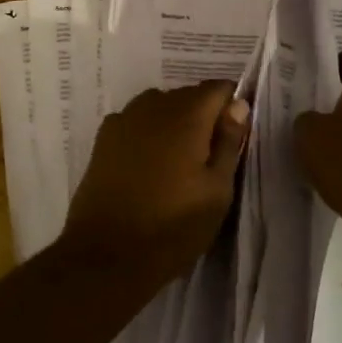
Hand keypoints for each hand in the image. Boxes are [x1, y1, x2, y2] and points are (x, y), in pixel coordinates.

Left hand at [63, 80, 250, 280]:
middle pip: (187, 94)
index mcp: (186, 116)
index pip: (217, 88)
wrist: (107, 254)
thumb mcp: (217, 191)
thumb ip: (229, 142)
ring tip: (180, 158)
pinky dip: (147, 131)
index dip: (231, 104)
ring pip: (159, 105)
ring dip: (173, 120)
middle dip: (203, 113)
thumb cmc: (173, 226)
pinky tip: (148, 160)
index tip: (236, 132)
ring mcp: (123, 120)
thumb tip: (238, 104)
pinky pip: (135, 121)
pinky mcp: (103, 139)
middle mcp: (153, 107)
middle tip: (211, 153)